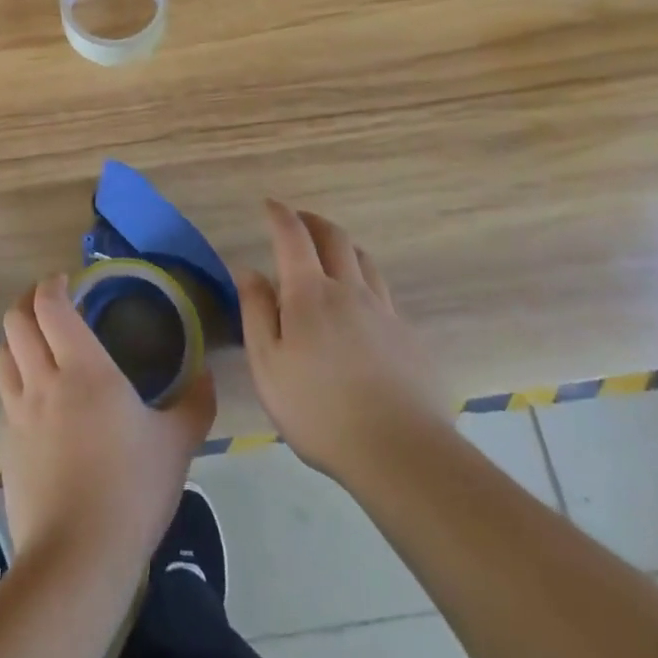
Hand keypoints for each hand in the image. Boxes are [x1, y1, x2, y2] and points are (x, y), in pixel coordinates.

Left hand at [0, 273, 216, 571]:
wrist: (77, 558)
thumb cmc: (132, 489)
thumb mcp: (177, 444)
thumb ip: (195, 403)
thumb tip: (206, 373)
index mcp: (84, 369)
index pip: (51, 306)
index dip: (52, 285)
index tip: (67, 281)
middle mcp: (43, 381)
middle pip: (16, 321)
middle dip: (28, 303)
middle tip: (51, 305)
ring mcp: (18, 414)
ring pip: (3, 355)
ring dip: (16, 339)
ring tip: (38, 344)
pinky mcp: (6, 446)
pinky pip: (4, 396)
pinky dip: (15, 381)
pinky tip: (37, 400)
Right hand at [237, 200, 452, 481]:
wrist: (401, 453)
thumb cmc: (319, 410)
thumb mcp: (268, 365)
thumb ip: (256, 312)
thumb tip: (247, 270)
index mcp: (310, 293)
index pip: (293, 237)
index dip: (281, 215)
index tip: (270, 205)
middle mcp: (350, 291)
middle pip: (336, 238)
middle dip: (314, 221)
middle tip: (300, 220)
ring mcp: (385, 312)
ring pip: (365, 261)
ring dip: (344, 247)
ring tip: (332, 254)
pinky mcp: (409, 338)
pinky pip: (384, 295)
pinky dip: (365, 283)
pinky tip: (361, 307)